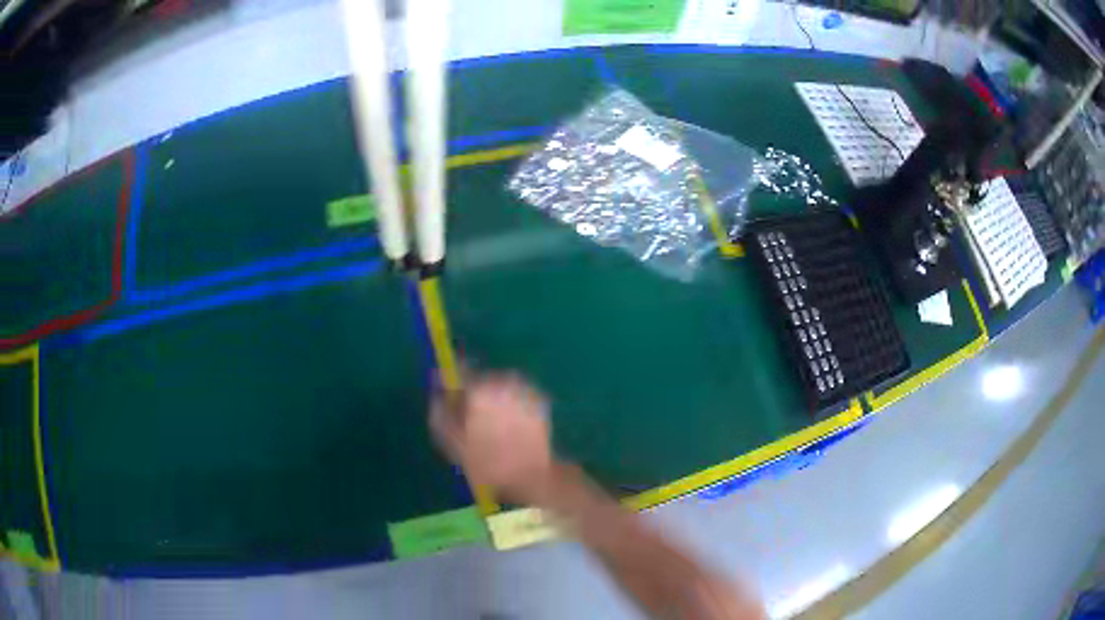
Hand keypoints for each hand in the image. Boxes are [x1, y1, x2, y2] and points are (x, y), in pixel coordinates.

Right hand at [430, 372, 552, 503]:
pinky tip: (511, 428)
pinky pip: (518, 396)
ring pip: (501, 387)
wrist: (532, 476)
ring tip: (494, 428)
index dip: (451, 382)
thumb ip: (440, 412)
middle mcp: (503, 381)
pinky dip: (512, 406)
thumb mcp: (452, 443)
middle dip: (475, 395)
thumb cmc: (487, 463)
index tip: (448, 396)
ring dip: (495, 400)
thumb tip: (437, 393)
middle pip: (481, 380)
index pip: (459, 370)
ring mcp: (525, 389)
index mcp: (479, 389)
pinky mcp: (540, 400)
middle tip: (472, 421)